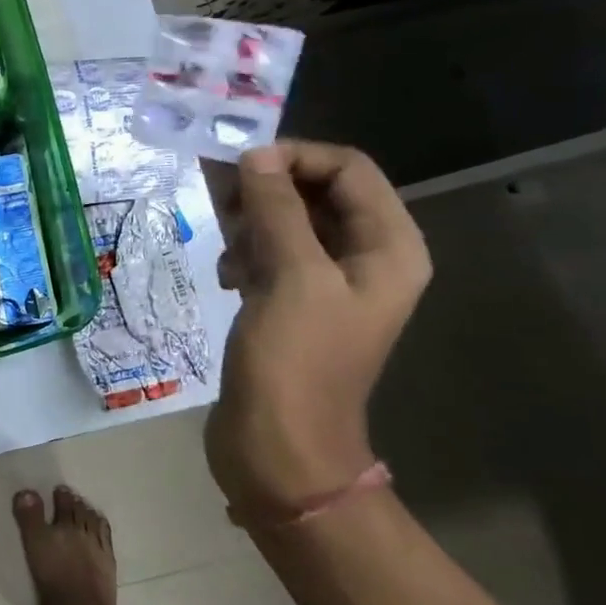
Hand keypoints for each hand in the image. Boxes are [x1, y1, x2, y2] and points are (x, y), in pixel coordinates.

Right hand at [204, 141, 430, 515]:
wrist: (278, 448)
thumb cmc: (295, 362)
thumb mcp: (291, 277)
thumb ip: (276, 209)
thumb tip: (255, 156)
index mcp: (388, 248)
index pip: (348, 170)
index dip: (295, 158)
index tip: (239, 165)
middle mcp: (365, 259)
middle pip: (317, 193)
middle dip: (266, 188)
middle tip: (217, 197)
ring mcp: (327, 284)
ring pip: (288, 223)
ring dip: (251, 222)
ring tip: (222, 244)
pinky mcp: (291, 305)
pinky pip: (270, 255)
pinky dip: (245, 253)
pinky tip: (226, 275)